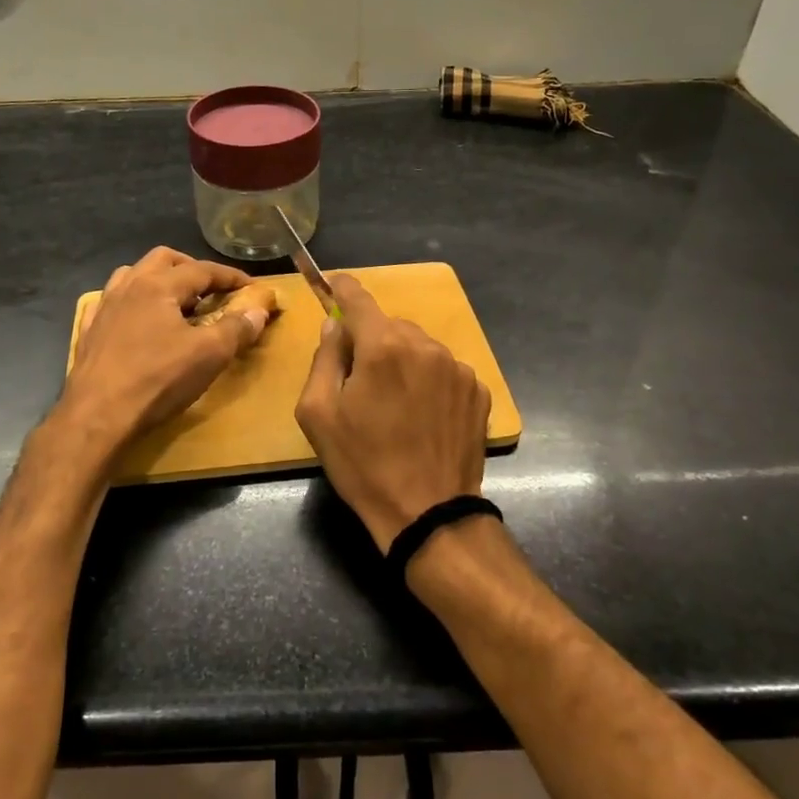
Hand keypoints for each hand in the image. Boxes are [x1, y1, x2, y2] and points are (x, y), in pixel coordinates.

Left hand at [60, 247, 278, 454]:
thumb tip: (259, 309)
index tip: (250, 286)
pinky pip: (110, 303)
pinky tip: (135, 320)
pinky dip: (129, 303)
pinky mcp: (88, 331)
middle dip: (191, 267)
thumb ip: (236, 328)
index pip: (202, 269)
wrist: (97, 415)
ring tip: (175, 301)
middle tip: (210, 289)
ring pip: (132, 275)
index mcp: (158, 285)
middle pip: (163, 259)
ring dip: (157, 279)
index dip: (230, 276)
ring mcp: (104, 307)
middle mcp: (128, 286)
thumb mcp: (209, 355)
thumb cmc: (158, 379)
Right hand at [294, 274, 491, 551]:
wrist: (428, 513)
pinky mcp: (479, 391)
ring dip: (403, 361)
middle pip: (390, 326)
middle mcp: (425, 346)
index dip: (343, 289)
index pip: (359, 299)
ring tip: (396, 405)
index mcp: (383, 347)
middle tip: (360, 381)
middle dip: (372, 341)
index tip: (334, 285)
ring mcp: (458, 368)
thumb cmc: (363, 464)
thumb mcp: (319, 414)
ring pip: (419, 347)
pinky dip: (429, 381)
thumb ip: (324, 359)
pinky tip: (423, 415)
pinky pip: (444, 370)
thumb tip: (334, 326)